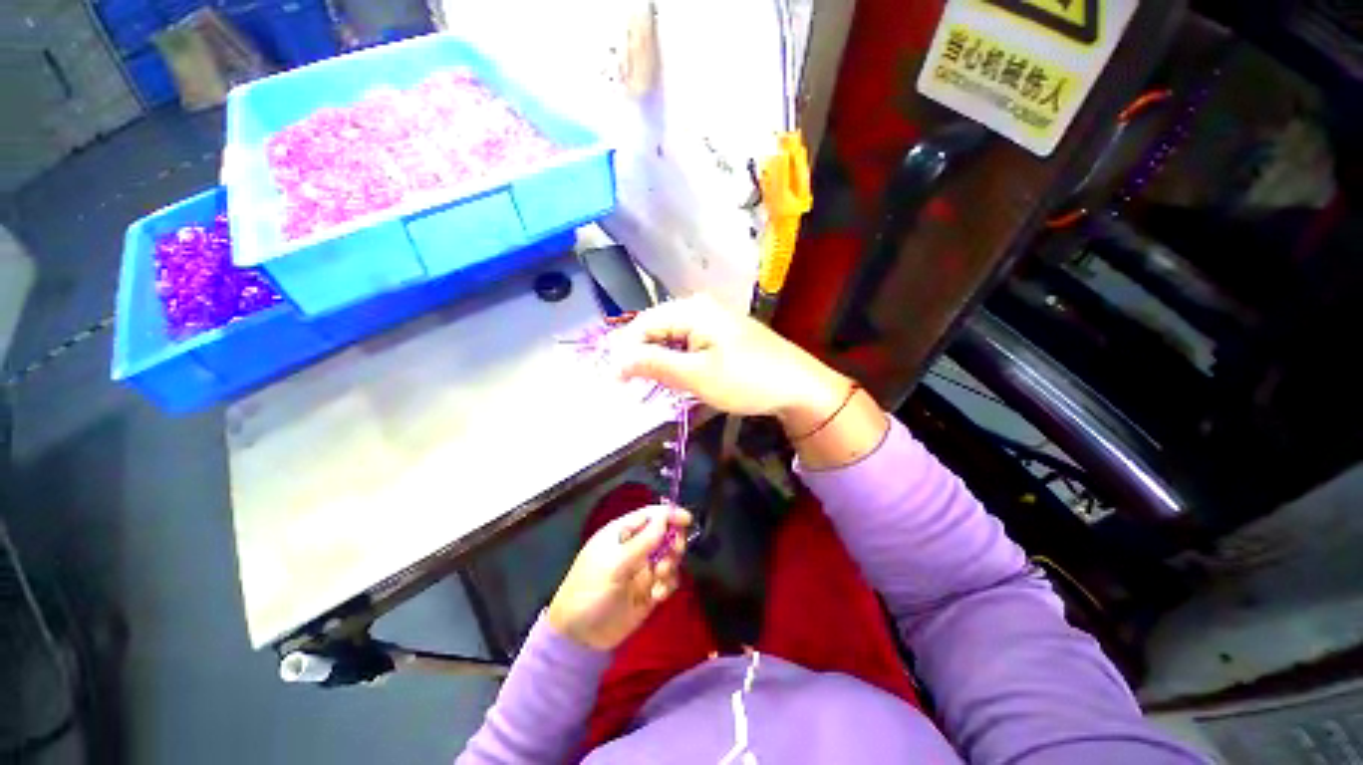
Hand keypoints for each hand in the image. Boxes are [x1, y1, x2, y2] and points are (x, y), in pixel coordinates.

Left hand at [547, 505, 690, 649]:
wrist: (579, 638)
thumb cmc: (590, 591)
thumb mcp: (614, 564)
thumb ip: (643, 542)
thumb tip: (666, 518)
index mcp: (622, 532)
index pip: (651, 515)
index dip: (669, 514)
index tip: (688, 520)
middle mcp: (635, 546)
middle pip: (665, 533)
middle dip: (673, 542)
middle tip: (672, 555)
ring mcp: (643, 568)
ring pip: (670, 556)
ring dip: (670, 566)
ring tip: (658, 581)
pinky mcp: (649, 589)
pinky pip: (668, 579)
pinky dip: (668, 585)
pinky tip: (657, 596)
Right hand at [613, 295, 848, 420]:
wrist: (799, 385)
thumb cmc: (747, 380)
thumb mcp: (697, 375)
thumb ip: (654, 364)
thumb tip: (616, 361)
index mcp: (691, 310)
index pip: (642, 324)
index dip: (624, 352)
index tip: (615, 381)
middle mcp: (699, 307)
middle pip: (655, 328)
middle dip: (640, 356)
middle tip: (632, 386)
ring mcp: (712, 319)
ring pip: (671, 337)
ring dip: (658, 360)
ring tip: (651, 384)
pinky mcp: (721, 333)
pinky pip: (687, 343)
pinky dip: (677, 360)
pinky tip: (676, 376)